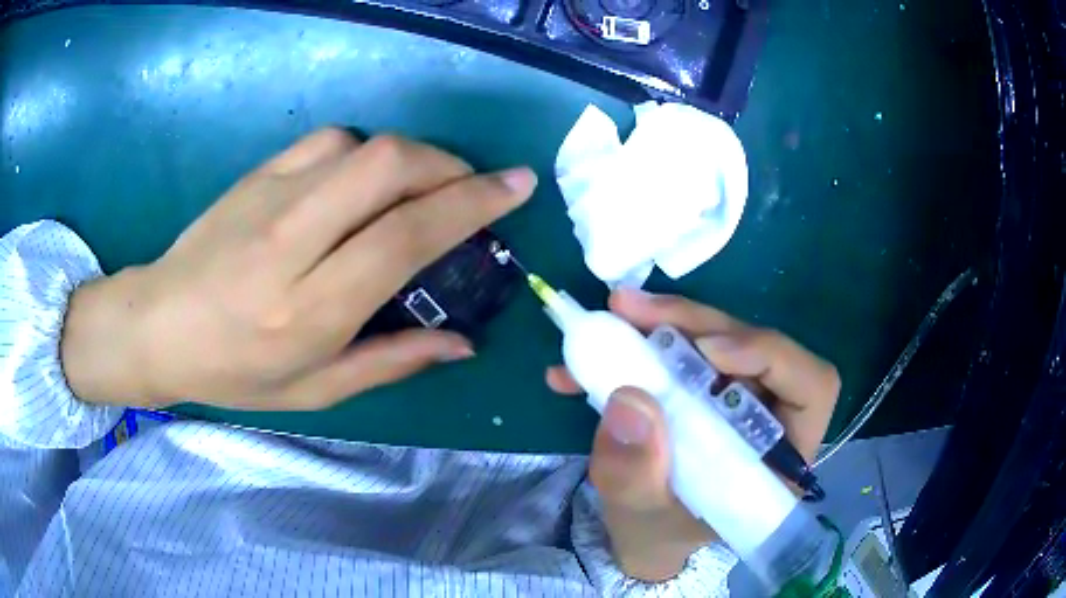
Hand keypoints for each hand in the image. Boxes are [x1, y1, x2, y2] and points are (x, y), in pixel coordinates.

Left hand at [61, 129, 536, 409]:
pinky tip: (362, 180)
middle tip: (472, 187)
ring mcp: (269, 198)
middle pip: (388, 167)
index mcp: (309, 309)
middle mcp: (291, 242)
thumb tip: (461, 342)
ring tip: (421, 187)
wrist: (159, 325)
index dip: (471, 204)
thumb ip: (392, 362)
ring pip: (362, 145)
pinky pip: (327, 141)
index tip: (516, 186)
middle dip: (449, 166)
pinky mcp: (255, 175)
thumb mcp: (315, 389)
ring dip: (410, 158)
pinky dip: (364, 152)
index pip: (405, 236)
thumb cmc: (235, 372)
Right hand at [546, 289, 839, 581]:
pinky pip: (681, 350)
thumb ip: (636, 473)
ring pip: (717, 340)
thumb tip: (630, 399)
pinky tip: (585, 363)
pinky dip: (637, 345)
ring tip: (610, 318)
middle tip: (631, 311)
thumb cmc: (657, 533)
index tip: (707, 351)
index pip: (812, 387)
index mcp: (781, 458)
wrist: (642, 532)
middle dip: (696, 325)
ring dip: (664, 325)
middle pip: (755, 349)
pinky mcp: (705, 388)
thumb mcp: (641, 515)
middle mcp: (770, 417)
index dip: (769, 355)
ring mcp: (737, 398)